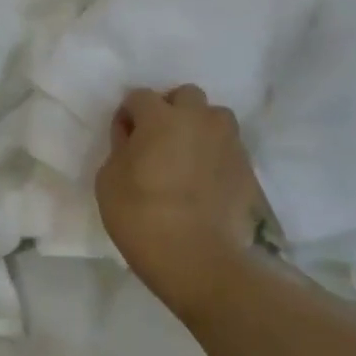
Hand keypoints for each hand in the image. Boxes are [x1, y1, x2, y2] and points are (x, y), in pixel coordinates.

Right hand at [96, 85, 270, 314]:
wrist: (198, 259)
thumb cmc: (141, 217)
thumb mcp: (108, 181)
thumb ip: (120, 148)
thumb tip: (132, 137)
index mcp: (160, 117)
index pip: (139, 97)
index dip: (128, 116)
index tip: (124, 140)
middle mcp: (198, 119)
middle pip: (185, 96)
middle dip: (170, 110)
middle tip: (159, 141)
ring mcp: (227, 141)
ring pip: (214, 117)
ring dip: (199, 127)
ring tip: (187, 157)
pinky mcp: (247, 167)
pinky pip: (227, 147)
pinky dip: (215, 155)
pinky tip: (204, 181)